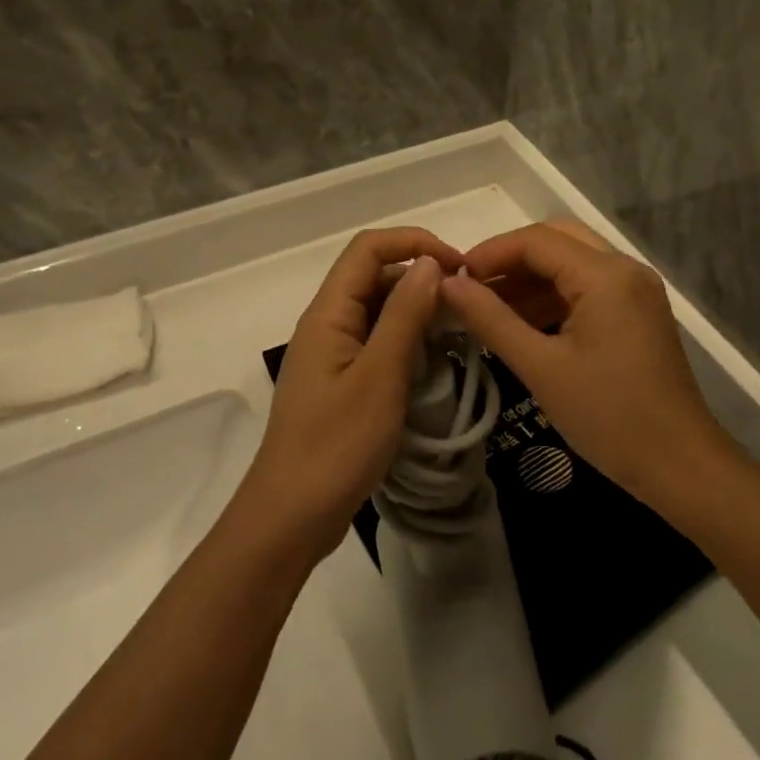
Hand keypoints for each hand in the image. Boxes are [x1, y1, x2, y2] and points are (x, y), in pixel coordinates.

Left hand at [235, 227, 464, 565]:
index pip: (368, 248)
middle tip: (468, 305)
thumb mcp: (380, 376)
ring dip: (417, 310)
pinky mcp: (340, 382)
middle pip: (374, 276)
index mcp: (328, 313)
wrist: (291, 516)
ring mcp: (332, 354)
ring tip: (459, 331)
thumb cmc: (336, 445)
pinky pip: (376, 342)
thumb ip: (404, 315)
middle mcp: (327, 324)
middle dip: (421, 277)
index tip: (459, 267)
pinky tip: (434, 361)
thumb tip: (429, 263)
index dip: (414, 242)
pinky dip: (407, 340)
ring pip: (377, 310)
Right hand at [439, 221, 723, 500]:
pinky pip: (587, 288)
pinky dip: (552, 297)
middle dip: (510, 261)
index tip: (453, 280)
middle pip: (556, 241)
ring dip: (530, 280)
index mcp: (605, 275)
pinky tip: (522, 325)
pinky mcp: (637, 313)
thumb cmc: (609, 417)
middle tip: (471, 290)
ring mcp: (636, 290)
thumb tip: (447, 284)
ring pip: (572, 263)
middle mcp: (625, 269)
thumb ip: (491, 319)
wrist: (681, 466)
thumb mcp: (541, 368)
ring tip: (488, 311)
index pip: (536, 240)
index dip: (489, 253)